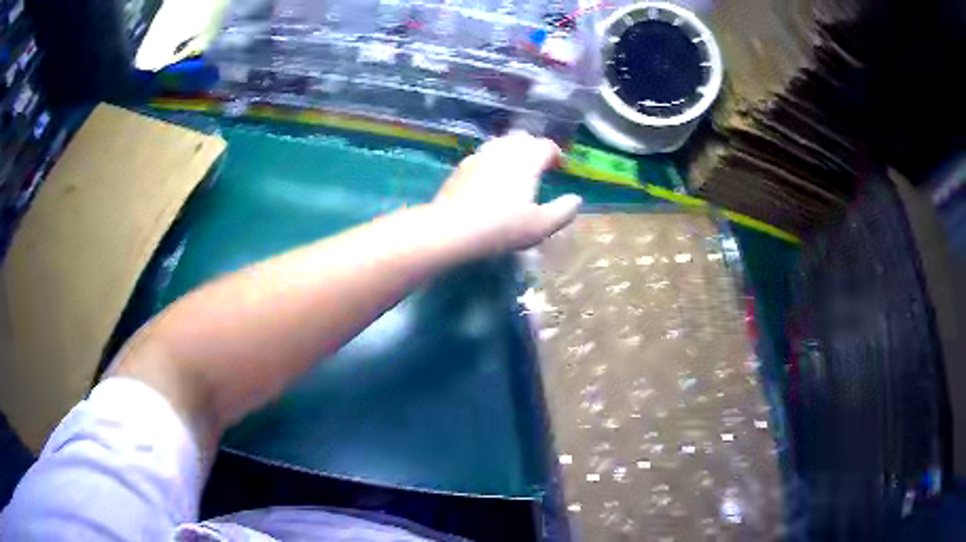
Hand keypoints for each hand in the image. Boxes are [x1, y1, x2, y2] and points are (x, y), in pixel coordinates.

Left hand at [433, 132, 582, 254]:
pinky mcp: (461, 167)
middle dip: (534, 149)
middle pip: (523, 138)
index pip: (546, 145)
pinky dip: (493, 160)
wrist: (451, 229)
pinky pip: (483, 155)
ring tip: (516, 170)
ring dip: (512, 151)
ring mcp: (479, 156)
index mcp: (526, 159)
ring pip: (500, 143)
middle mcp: (503, 150)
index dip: (556, 155)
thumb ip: (563, 211)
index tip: (559, 168)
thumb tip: (576, 200)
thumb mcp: (541, 225)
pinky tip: (490, 179)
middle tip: (539, 167)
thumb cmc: (502, 227)